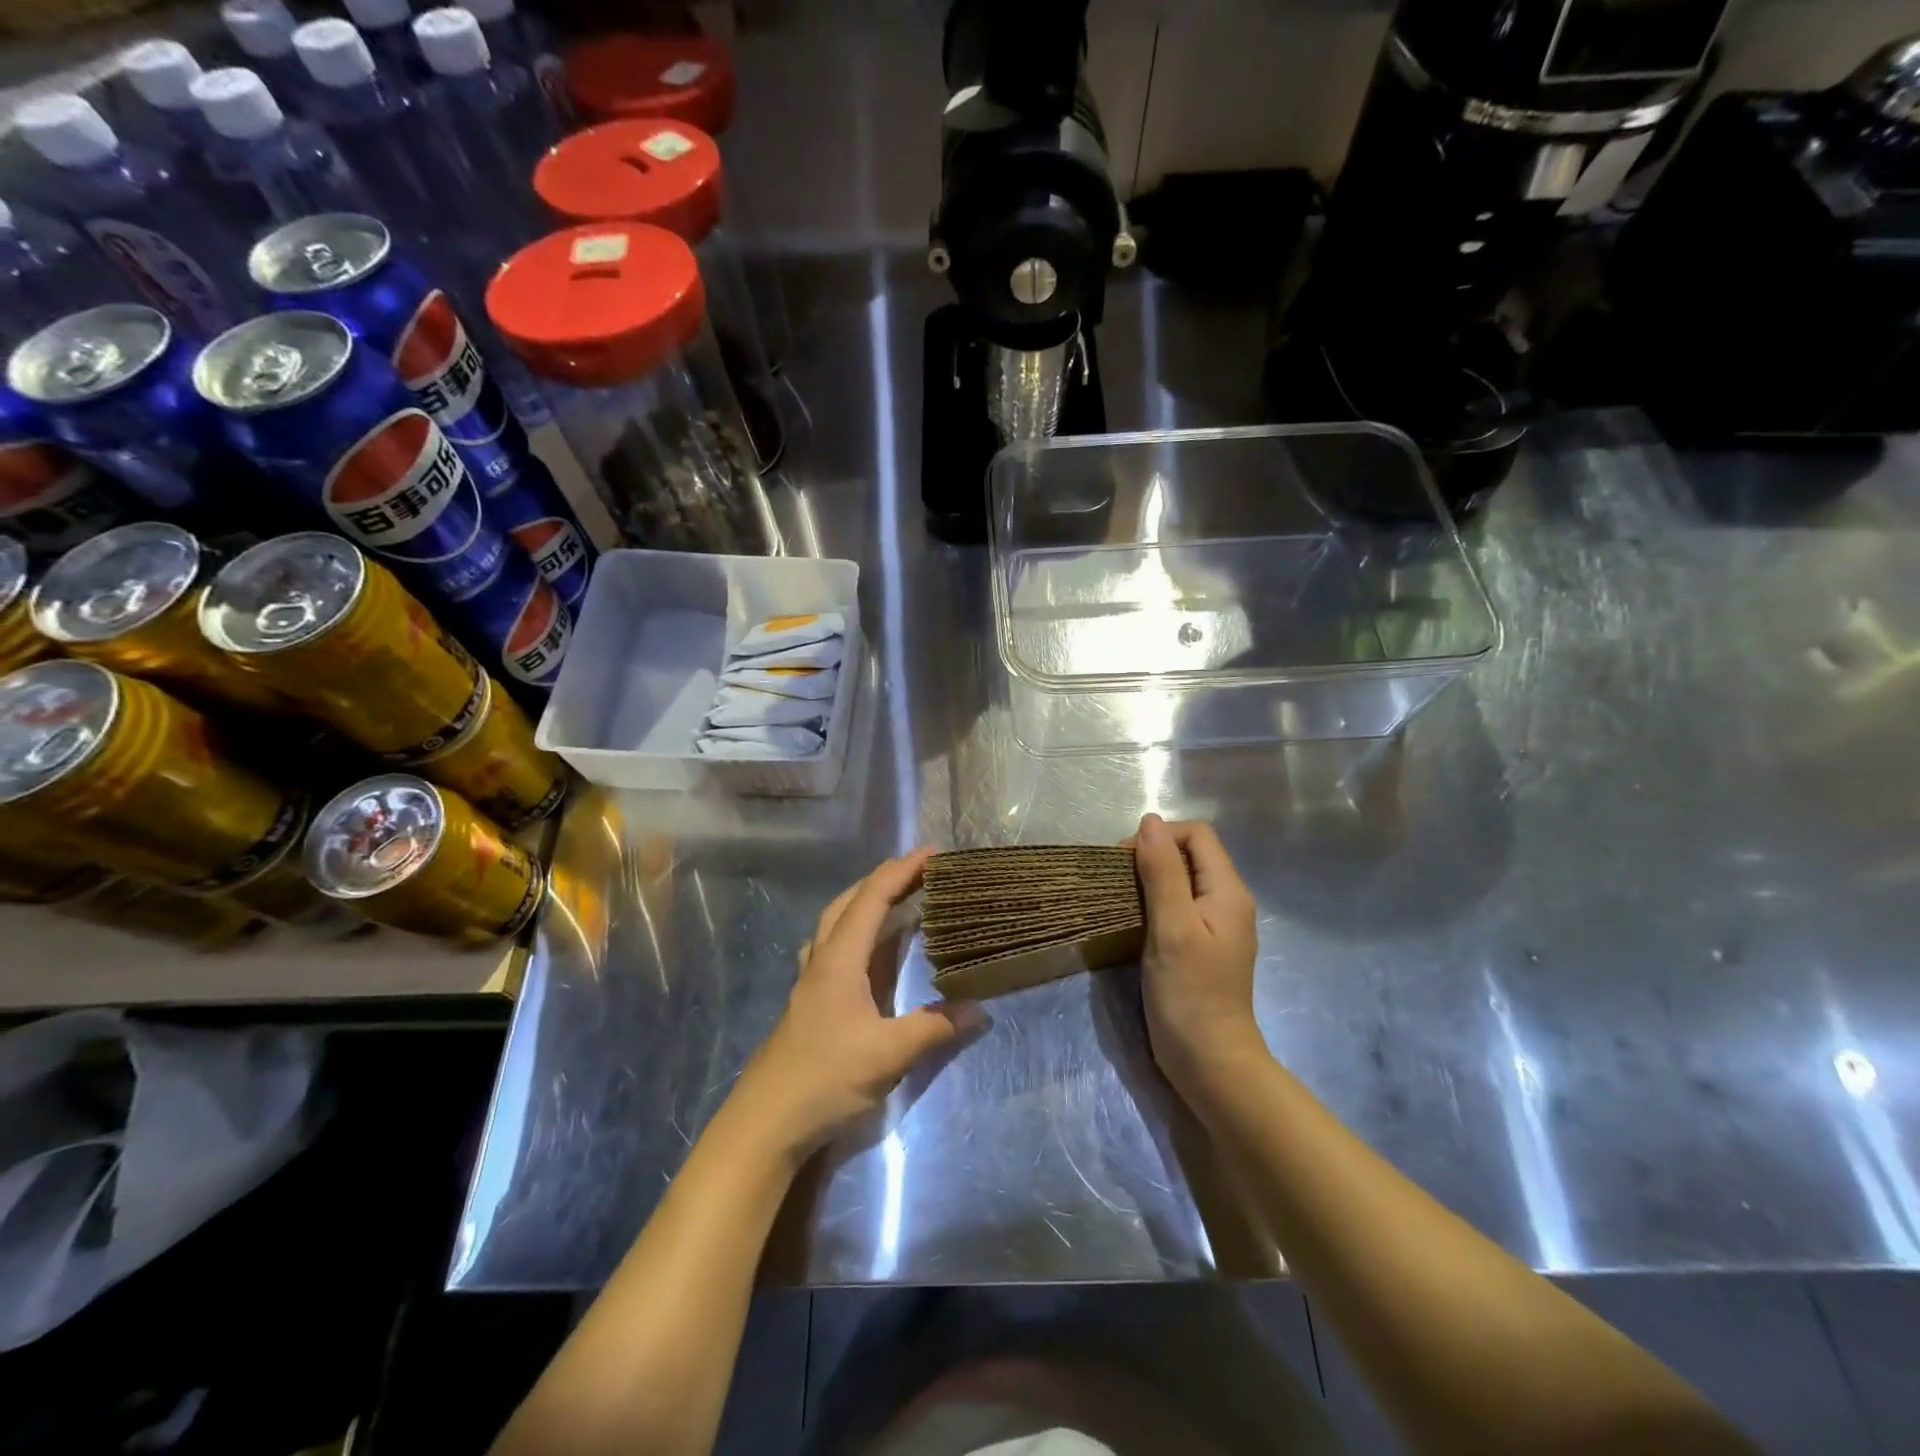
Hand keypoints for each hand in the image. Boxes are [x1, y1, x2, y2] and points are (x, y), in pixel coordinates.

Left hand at [735, 849, 977, 1159]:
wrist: (766, 1122)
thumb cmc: (825, 1078)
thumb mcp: (888, 1054)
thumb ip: (934, 1028)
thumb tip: (979, 1009)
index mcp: (840, 960)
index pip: (872, 899)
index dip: (901, 871)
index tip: (932, 853)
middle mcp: (822, 960)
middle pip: (848, 902)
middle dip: (882, 879)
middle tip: (918, 872)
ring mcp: (810, 981)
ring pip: (835, 923)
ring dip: (864, 903)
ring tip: (895, 901)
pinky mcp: (809, 1002)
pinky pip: (833, 948)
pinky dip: (854, 933)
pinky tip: (864, 951)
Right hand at [1132, 815, 1264, 1097]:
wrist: (1210, 1063)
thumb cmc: (1190, 994)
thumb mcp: (1172, 927)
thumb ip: (1162, 873)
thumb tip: (1149, 822)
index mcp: (1228, 891)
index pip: (1197, 835)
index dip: (1160, 836)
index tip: (1125, 861)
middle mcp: (1227, 902)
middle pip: (1190, 854)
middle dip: (1152, 855)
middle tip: (1117, 881)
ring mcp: (1215, 926)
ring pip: (1182, 880)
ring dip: (1150, 879)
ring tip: (1120, 898)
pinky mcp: (1200, 946)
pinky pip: (1178, 906)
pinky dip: (1154, 903)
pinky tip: (1133, 921)